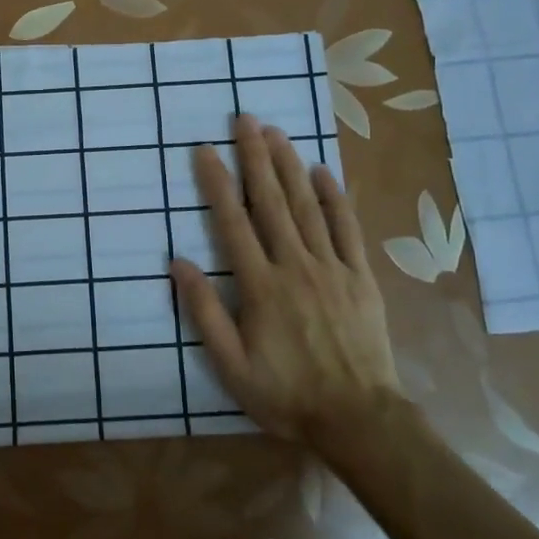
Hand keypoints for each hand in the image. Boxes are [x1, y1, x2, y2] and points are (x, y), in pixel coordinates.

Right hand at [170, 113, 398, 441]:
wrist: (359, 418)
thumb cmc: (286, 394)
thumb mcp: (231, 365)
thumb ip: (203, 312)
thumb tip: (179, 263)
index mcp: (260, 286)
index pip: (233, 222)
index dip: (217, 183)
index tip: (204, 150)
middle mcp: (295, 265)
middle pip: (272, 202)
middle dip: (256, 157)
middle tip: (245, 120)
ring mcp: (331, 268)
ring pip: (308, 206)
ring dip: (290, 166)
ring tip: (276, 133)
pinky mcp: (360, 277)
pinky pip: (346, 229)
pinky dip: (335, 198)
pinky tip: (324, 172)